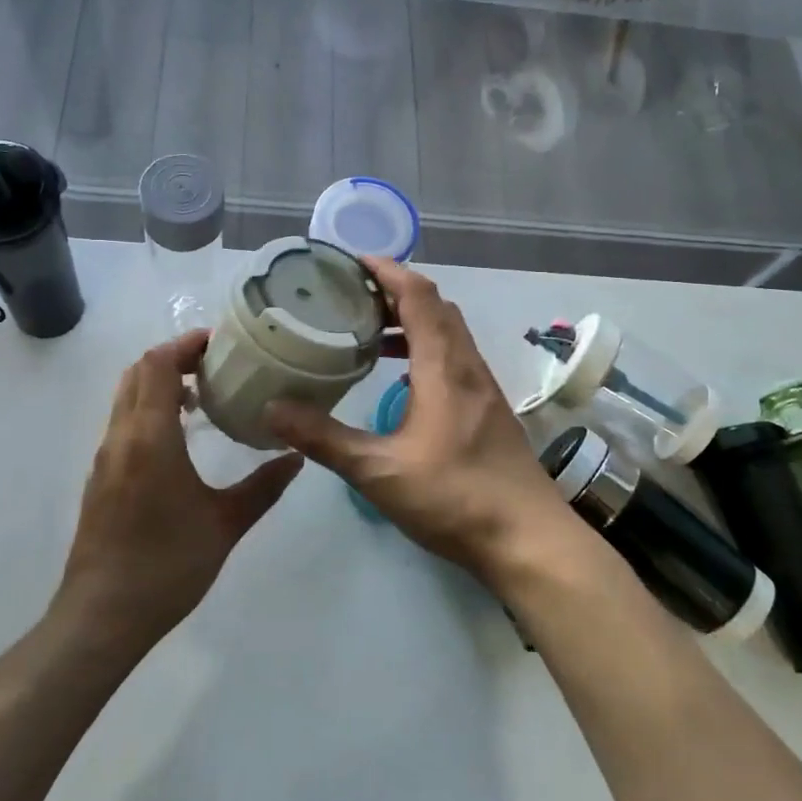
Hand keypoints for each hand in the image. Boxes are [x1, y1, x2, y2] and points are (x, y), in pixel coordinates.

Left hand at [53, 330, 302, 654]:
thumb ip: (263, 487)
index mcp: (150, 437)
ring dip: (159, 385)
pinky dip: (148, 411)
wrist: (102, 616)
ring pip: (126, 399)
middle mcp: (120, 438)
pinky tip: (180, 440)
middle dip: (173, 359)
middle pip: (137, 373)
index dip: (185, 344)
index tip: (219, 342)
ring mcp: (105, 459)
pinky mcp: (100, 479)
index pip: (157, 365)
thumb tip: (296, 457)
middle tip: (215, 367)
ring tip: (202, 399)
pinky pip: (123, 424)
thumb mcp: (225, 524)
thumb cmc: (167, 565)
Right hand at [265, 259, 573, 590]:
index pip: (418, 295)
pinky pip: (455, 358)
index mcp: (444, 367)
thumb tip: (272, 409)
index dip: (387, 271)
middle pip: (436, 306)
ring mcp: (484, 388)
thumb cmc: (455, 498)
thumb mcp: (379, 472)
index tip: (352, 261)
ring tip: (370, 333)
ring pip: (449, 333)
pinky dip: (426, 349)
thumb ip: (325, 438)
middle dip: (395, 291)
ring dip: (413, 321)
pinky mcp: (489, 409)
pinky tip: (402, 380)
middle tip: (352, 296)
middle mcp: (468, 366)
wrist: (529, 539)